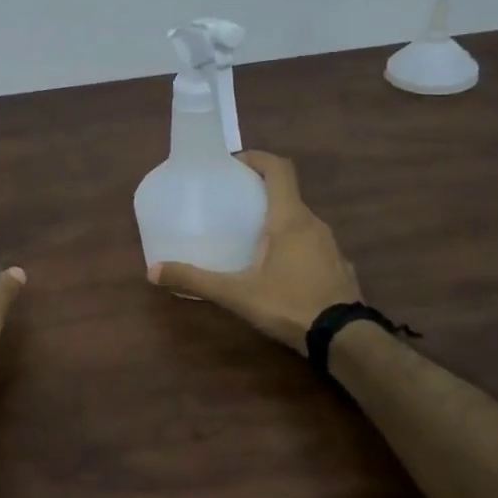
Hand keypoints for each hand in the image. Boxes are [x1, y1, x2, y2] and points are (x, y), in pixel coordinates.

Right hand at [149, 151, 360, 353]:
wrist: (344, 339)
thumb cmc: (289, 305)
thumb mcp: (237, 294)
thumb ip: (196, 280)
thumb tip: (153, 271)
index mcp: (290, 218)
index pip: (279, 168)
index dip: (257, 158)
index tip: (233, 163)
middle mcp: (314, 223)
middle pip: (287, 194)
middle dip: (260, 192)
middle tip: (232, 204)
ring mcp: (330, 245)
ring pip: (300, 220)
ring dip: (277, 220)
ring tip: (251, 237)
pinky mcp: (338, 266)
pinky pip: (312, 243)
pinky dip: (293, 244)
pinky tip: (278, 268)